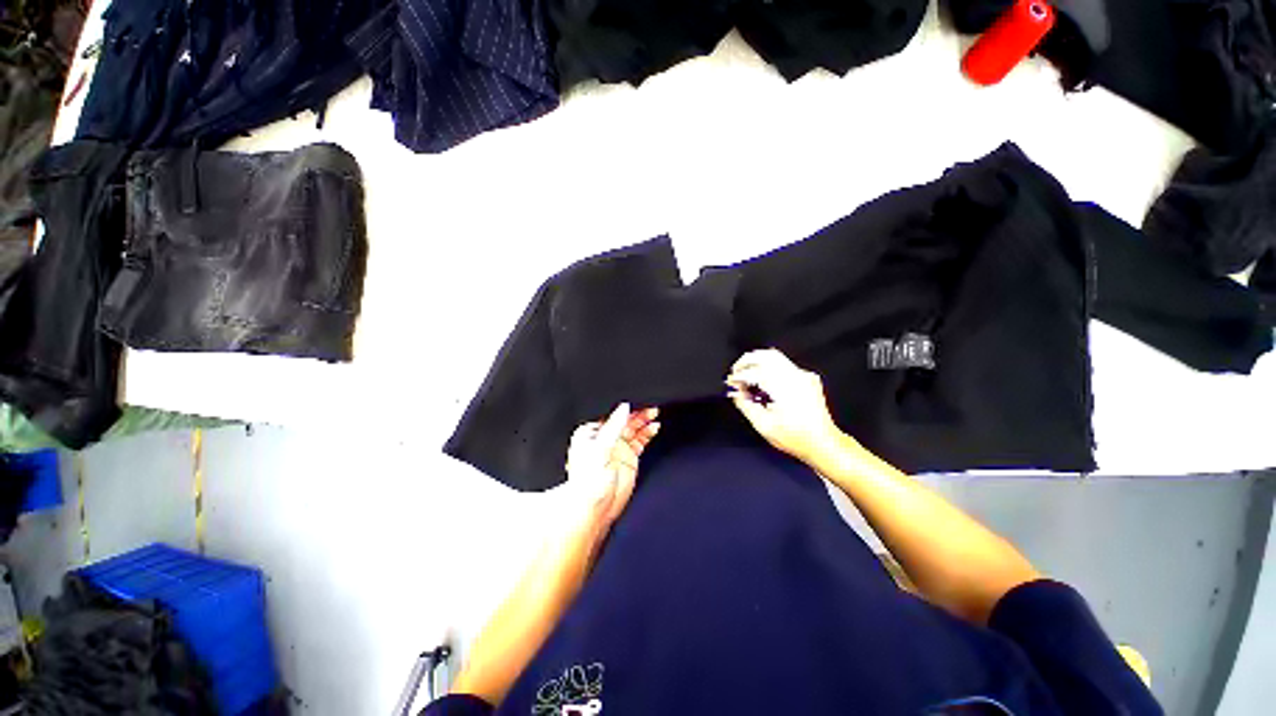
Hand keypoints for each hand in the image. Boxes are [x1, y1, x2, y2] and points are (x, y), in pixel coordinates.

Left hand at [566, 403, 660, 526]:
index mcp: (591, 432)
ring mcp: (618, 448)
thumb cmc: (588, 482)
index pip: (610, 414)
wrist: (595, 509)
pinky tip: (654, 427)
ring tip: (655, 413)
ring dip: (644, 421)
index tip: (637, 400)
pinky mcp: (629, 458)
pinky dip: (648, 433)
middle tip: (650, 407)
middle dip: (637, 413)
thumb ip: (613, 427)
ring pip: (633, 429)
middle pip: (624, 420)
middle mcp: (605, 438)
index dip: (624, 408)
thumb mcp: (600, 449)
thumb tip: (623, 408)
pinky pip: (640, 441)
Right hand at [726, 349, 843, 462]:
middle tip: (736, 372)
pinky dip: (769, 368)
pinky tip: (764, 382)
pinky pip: (784, 365)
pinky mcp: (807, 378)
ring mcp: (804, 376)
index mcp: (785, 388)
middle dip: (747, 361)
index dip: (739, 375)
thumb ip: (746, 406)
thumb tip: (735, 393)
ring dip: (758, 363)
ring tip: (747, 376)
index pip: (756, 371)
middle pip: (766, 355)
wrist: (824, 443)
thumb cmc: (797, 438)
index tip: (731, 382)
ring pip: (775, 357)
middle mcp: (796, 377)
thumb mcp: (764, 426)